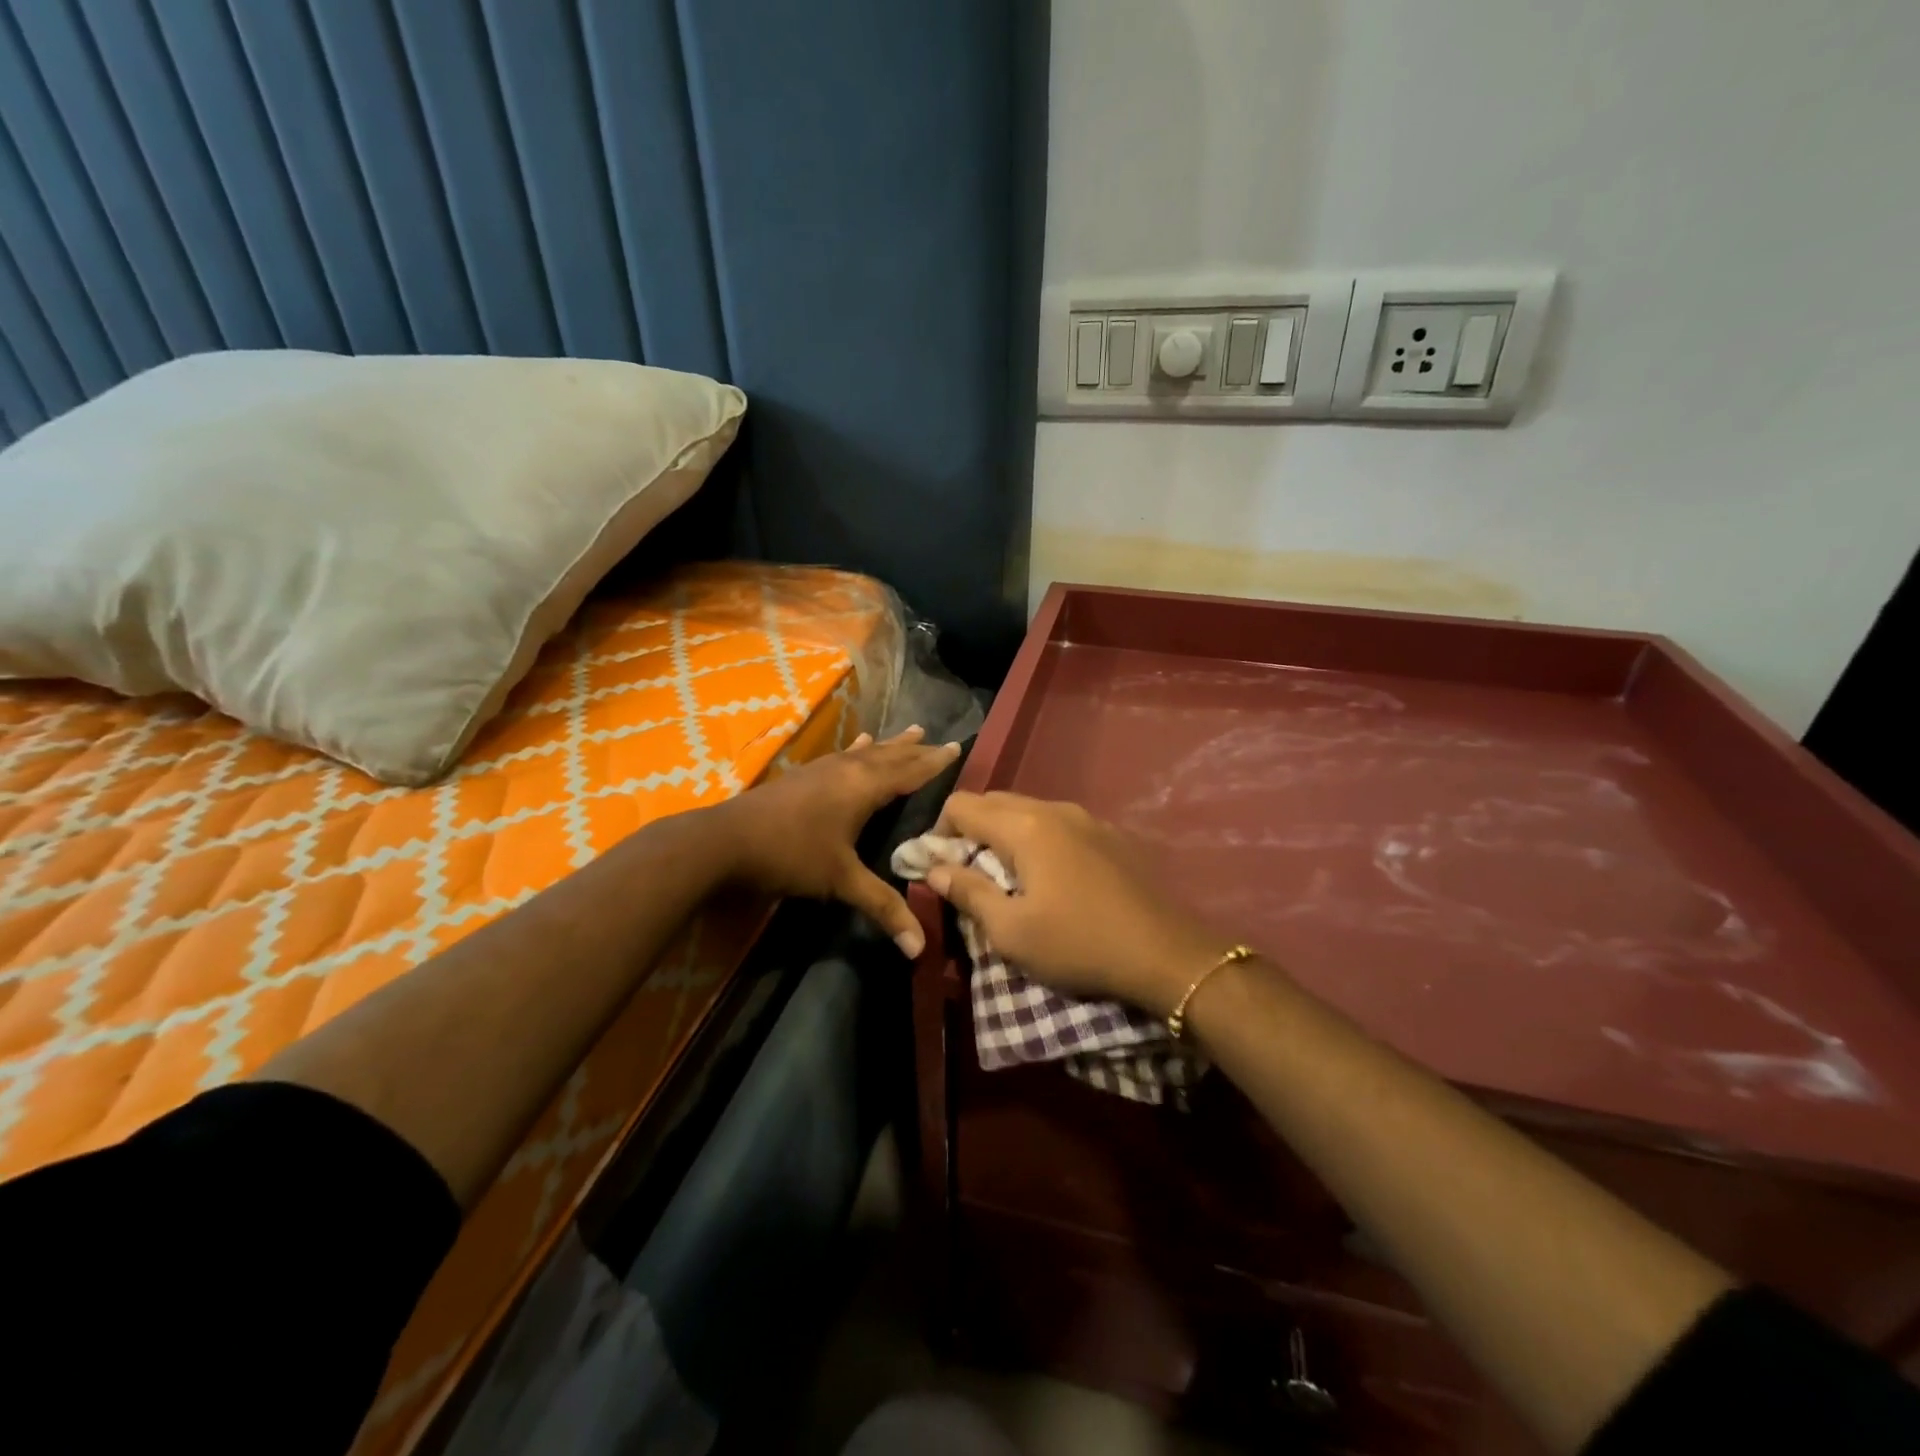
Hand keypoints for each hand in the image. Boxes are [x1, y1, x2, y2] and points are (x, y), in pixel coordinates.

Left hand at [716, 727, 960, 955]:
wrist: (725, 841)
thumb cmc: (790, 855)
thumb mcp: (840, 881)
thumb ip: (881, 907)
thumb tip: (919, 948)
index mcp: (863, 788)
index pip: (909, 771)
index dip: (934, 762)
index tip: (957, 748)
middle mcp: (847, 770)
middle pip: (890, 756)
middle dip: (916, 750)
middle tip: (940, 739)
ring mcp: (822, 769)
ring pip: (866, 751)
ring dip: (891, 744)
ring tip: (912, 730)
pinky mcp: (803, 775)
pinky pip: (843, 754)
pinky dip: (858, 748)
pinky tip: (858, 742)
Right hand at [926, 791, 1224, 1014]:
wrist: (1167, 954)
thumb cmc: (1079, 944)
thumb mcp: (1012, 931)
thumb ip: (968, 893)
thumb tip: (936, 868)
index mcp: (1024, 826)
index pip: (962, 805)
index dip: (938, 832)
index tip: (938, 867)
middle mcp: (1054, 808)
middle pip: (994, 802)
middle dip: (970, 830)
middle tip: (967, 874)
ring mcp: (1088, 818)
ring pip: (1029, 810)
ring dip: (1005, 834)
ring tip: (1008, 877)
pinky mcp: (1111, 835)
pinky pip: (1059, 824)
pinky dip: (1039, 839)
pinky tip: (1052, 877)